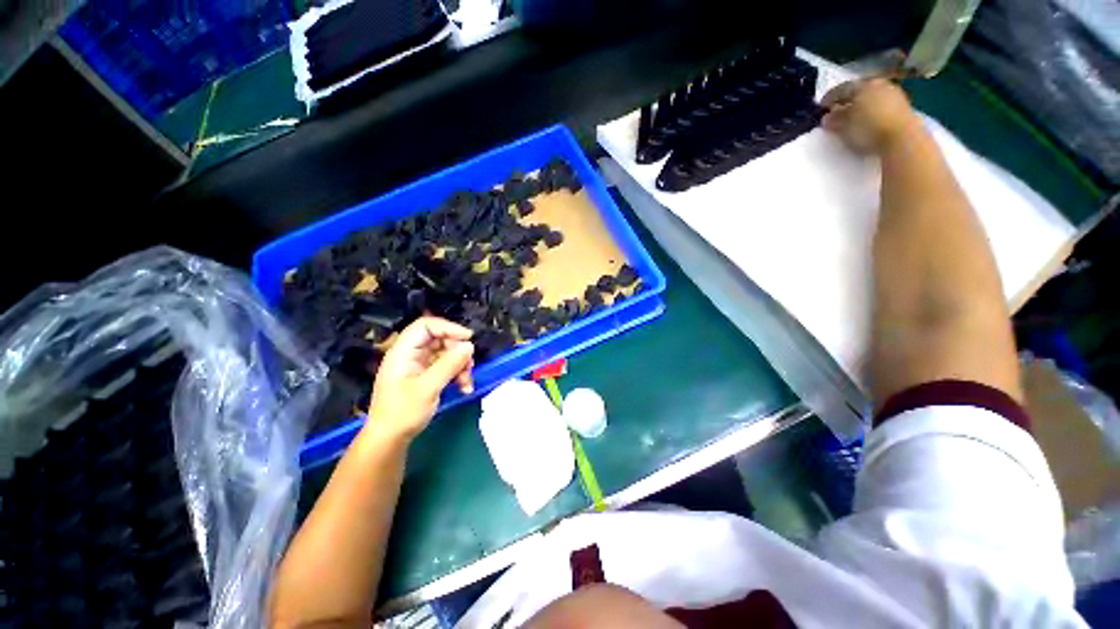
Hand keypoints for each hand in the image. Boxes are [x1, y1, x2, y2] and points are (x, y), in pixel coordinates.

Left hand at [366, 317, 474, 441]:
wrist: (389, 439)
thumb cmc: (402, 413)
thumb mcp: (428, 388)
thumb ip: (449, 364)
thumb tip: (469, 346)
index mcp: (403, 352)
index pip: (426, 326)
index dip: (448, 328)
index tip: (467, 338)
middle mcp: (411, 354)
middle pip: (440, 339)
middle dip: (458, 351)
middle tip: (470, 365)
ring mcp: (418, 365)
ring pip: (446, 354)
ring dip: (460, 365)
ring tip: (467, 381)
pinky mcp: (425, 376)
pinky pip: (446, 367)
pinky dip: (457, 374)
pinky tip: (464, 387)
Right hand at [821, 78, 920, 154]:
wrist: (902, 138)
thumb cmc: (867, 129)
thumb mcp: (843, 126)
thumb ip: (834, 119)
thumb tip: (828, 116)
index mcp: (861, 85)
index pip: (840, 89)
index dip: (828, 99)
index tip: (821, 108)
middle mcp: (878, 84)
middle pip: (858, 91)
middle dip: (847, 101)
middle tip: (838, 112)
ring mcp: (893, 93)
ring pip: (871, 97)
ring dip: (861, 106)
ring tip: (854, 119)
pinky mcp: (903, 105)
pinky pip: (882, 105)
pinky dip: (873, 111)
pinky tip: (869, 121)